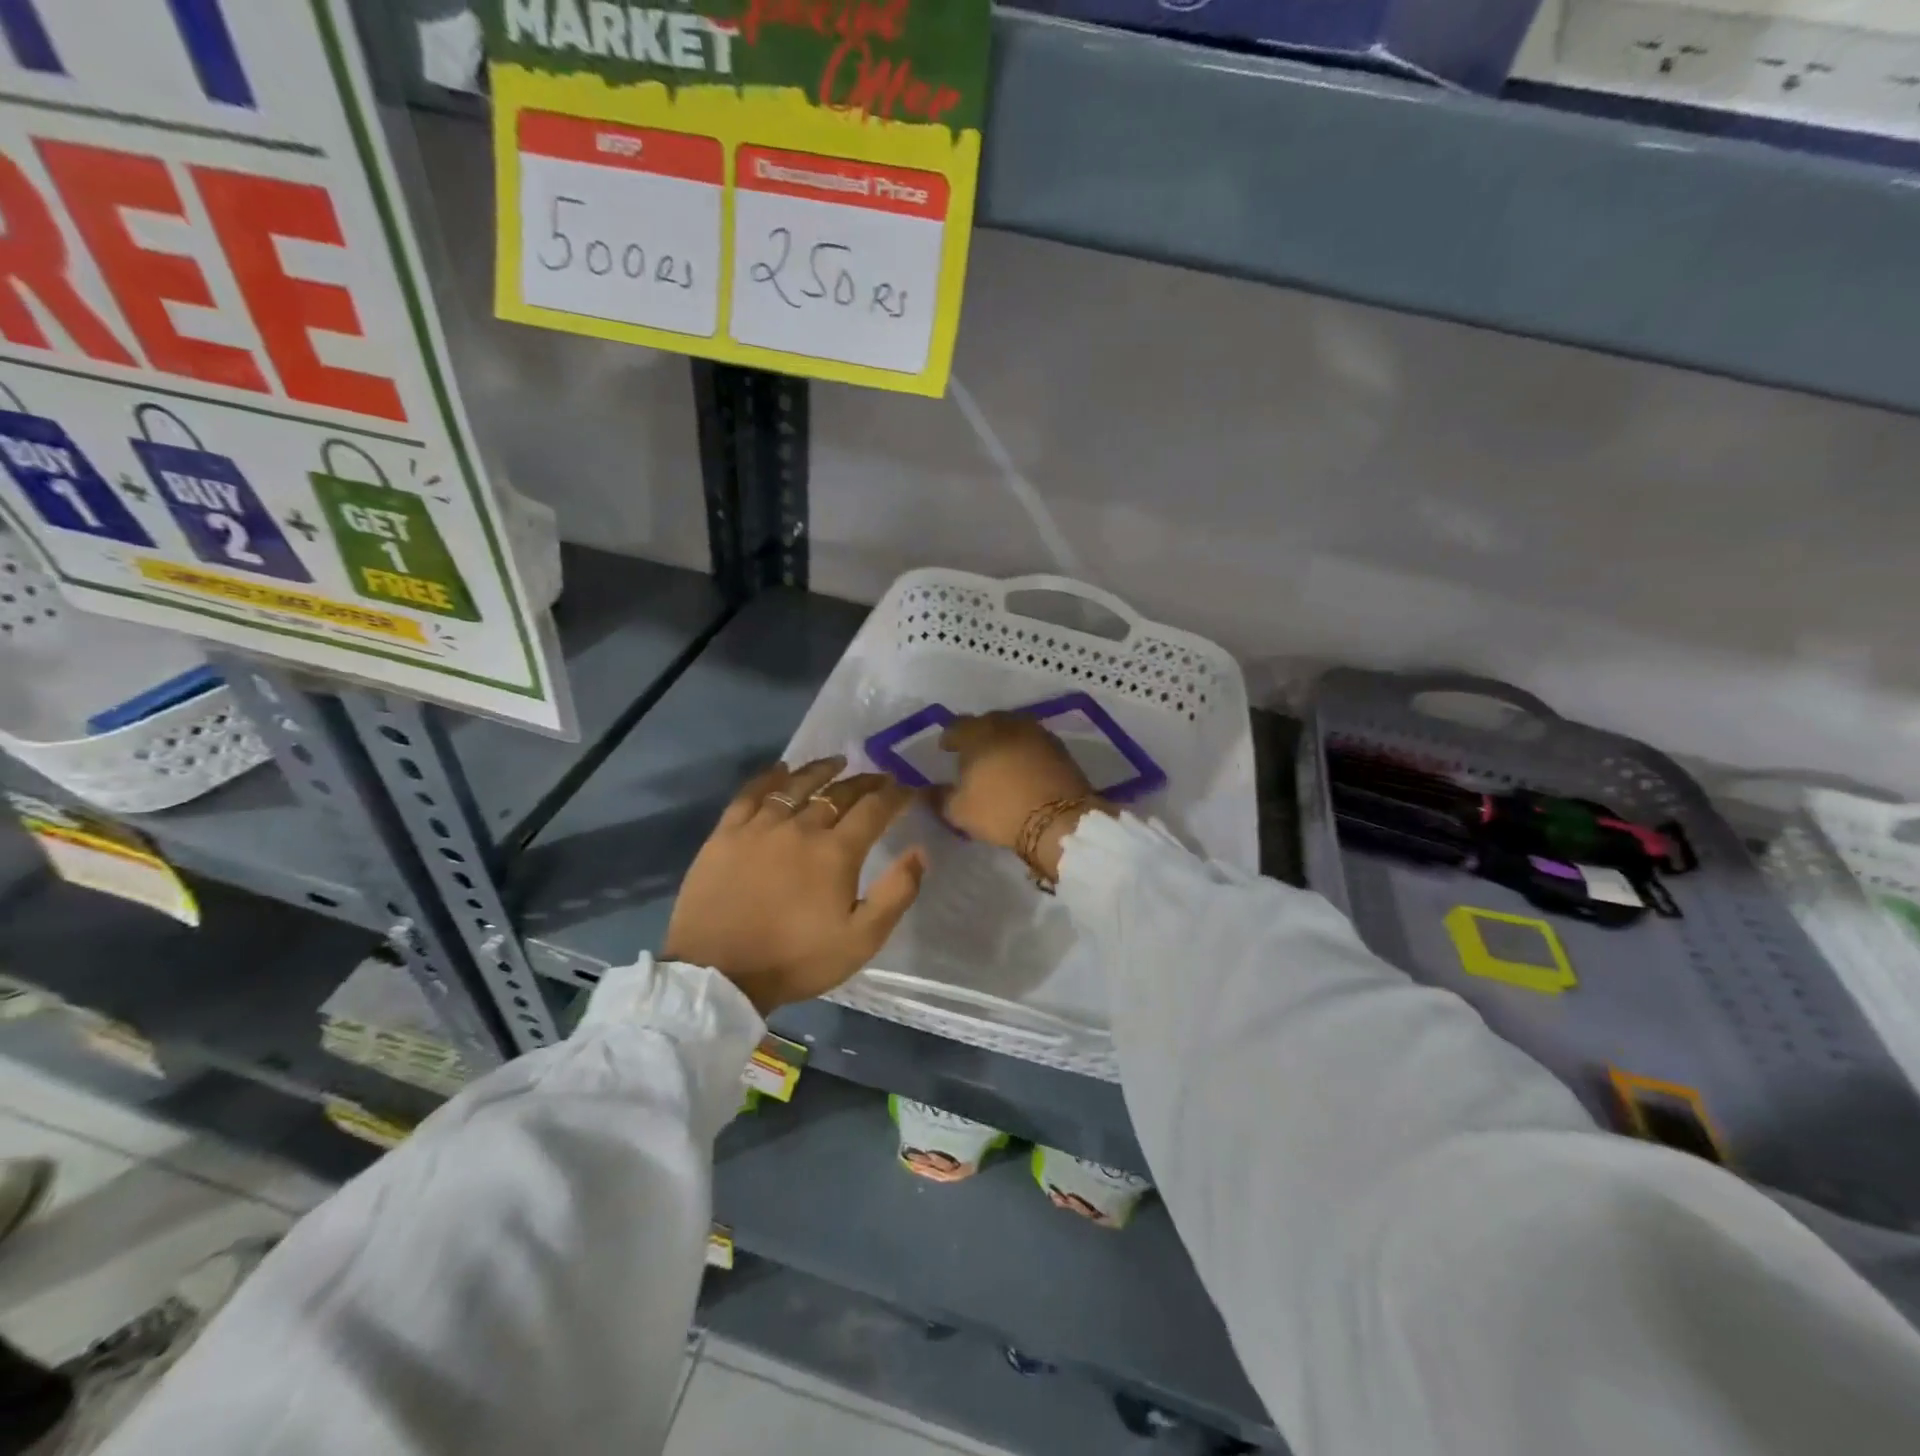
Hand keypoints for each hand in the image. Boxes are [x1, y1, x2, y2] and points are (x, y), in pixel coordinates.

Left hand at [663, 758, 926, 1014]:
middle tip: (880, 777)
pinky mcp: (726, 834)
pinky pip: (750, 794)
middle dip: (865, 782)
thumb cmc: (795, 959)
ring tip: (837, 762)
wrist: (719, 974)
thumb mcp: (861, 940)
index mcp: (836, 852)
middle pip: (838, 793)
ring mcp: (760, 827)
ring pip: (796, 785)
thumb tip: (919, 852)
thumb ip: (896, 894)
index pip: (874, 809)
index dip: (896, 795)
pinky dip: (768, 778)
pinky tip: (780, 770)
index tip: (909, 788)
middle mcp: (801, 827)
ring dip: (821, 771)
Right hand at [939, 714, 1108, 880]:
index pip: (957, 726)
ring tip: (998, 757)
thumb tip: (923, 791)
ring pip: (1013, 728)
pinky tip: (1023, 764)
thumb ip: (938, 797)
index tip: (946, 749)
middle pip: (987, 722)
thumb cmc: (1000, 810)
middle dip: (977, 734)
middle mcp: (1007, 724)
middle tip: (973, 752)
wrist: (1058, 820)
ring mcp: (1036, 732)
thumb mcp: (959, 811)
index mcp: (978, 734)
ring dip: (1003, 739)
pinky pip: (1033, 740)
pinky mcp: (1059, 747)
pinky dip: (1024, 748)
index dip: (949, 737)